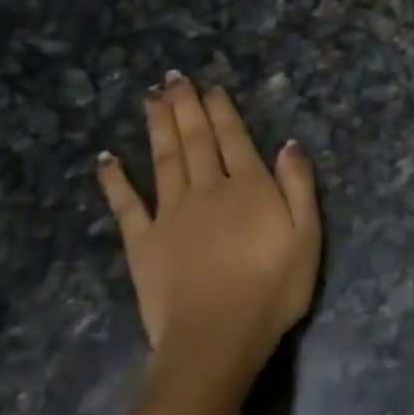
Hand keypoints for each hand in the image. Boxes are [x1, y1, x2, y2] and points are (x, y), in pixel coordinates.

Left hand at [94, 73, 321, 384]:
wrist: (217, 337)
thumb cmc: (272, 290)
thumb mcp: (307, 237)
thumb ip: (299, 187)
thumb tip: (289, 144)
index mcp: (247, 187)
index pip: (233, 138)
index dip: (221, 110)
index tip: (210, 86)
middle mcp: (207, 189)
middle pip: (195, 140)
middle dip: (185, 106)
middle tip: (173, 77)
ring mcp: (171, 213)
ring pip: (163, 159)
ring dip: (157, 126)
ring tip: (151, 97)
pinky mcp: (143, 241)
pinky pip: (126, 204)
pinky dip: (115, 180)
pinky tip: (106, 158)